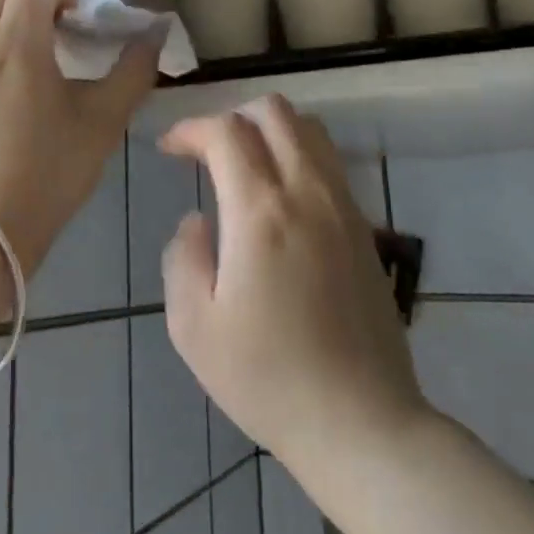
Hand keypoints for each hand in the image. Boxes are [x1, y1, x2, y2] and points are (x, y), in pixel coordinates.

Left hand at [0, 0, 158, 277]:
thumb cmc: (49, 172)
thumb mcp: (103, 122)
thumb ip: (134, 69)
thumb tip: (156, 33)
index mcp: (15, 38)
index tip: (84, 24)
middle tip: (70, 35)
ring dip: (21, 17)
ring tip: (49, 67)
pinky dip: (2, 43)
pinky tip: (22, 95)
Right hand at [160, 96, 427, 469]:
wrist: (361, 422)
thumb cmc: (267, 378)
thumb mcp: (193, 326)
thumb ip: (183, 257)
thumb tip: (197, 221)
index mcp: (261, 212)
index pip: (226, 132)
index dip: (190, 129)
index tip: (169, 150)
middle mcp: (308, 193)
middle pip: (274, 111)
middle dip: (231, 117)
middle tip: (205, 153)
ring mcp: (344, 208)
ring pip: (309, 129)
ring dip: (268, 131)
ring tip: (241, 166)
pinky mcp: (365, 228)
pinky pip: (330, 163)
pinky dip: (297, 155)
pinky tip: (278, 199)